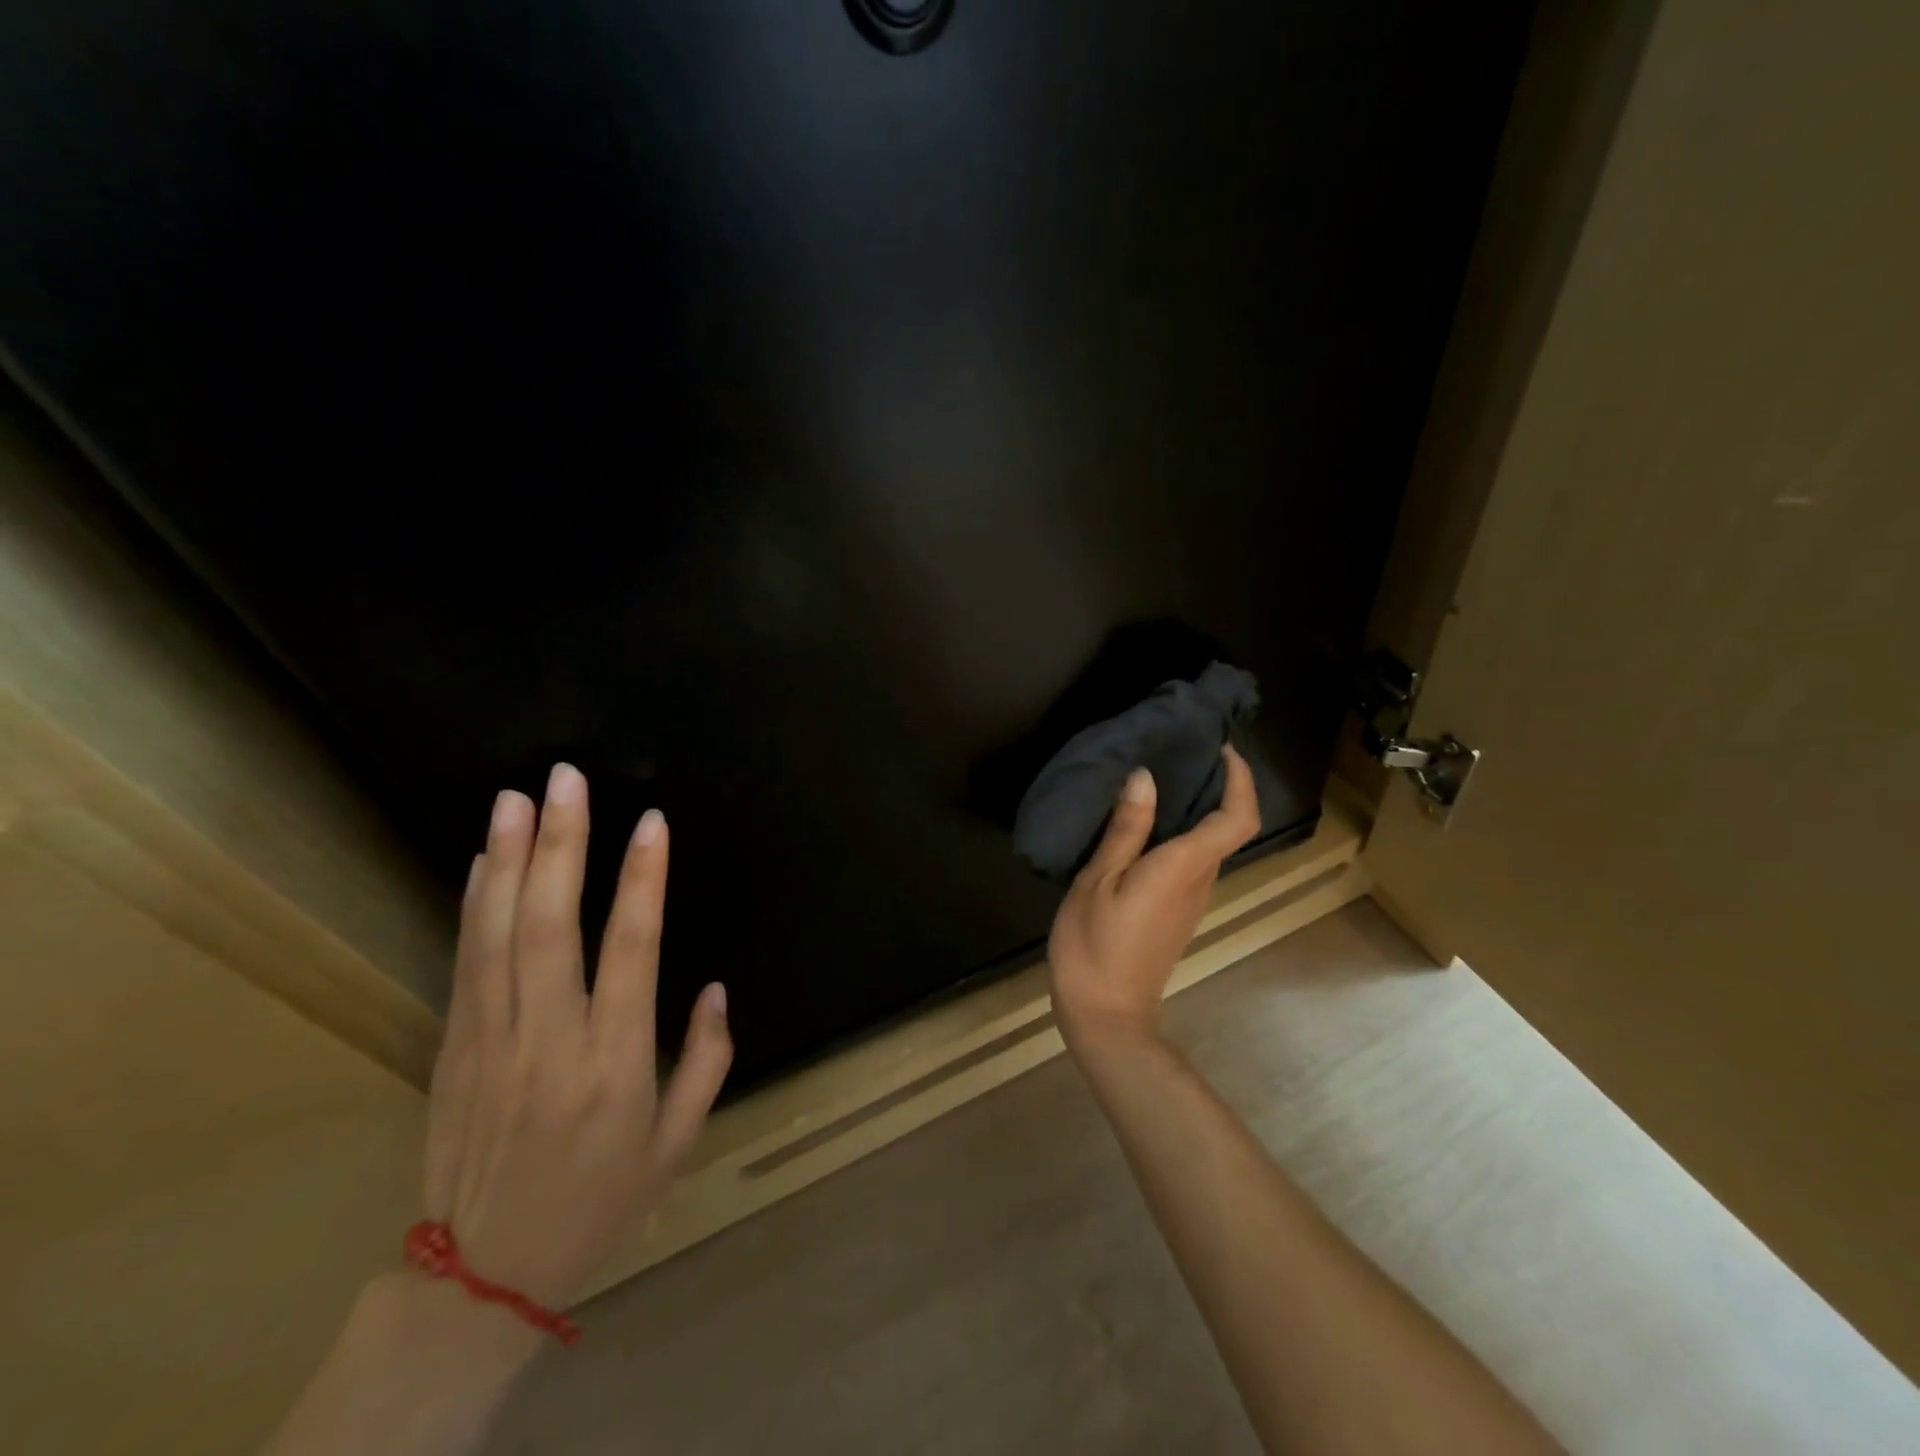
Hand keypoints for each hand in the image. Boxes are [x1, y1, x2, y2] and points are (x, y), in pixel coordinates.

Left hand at [422, 763, 732, 1311]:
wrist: (481, 1275)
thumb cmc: (599, 1201)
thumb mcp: (678, 1144)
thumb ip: (707, 1061)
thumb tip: (714, 988)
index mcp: (613, 1062)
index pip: (631, 950)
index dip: (642, 881)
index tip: (650, 823)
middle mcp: (550, 1038)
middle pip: (551, 925)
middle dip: (560, 845)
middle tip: (564, 780)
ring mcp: (492, 1039)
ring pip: (498, 933)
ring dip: (508, 859)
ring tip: (516, 797)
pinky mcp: (455, 1045)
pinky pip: (467, 960)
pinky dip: (474, 903)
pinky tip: (484, 859)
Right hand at [1047, 745, 1261, 1046]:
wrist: (1105, 1014)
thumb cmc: (1095, 944)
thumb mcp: (1099, 879)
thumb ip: (1126, 829)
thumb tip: (1145, 777)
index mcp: (1184, 866)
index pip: (1237, 817)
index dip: (1241, 779)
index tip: (1221, 749)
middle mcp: (1200, 880)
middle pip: (1228, 826)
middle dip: (1218, 785)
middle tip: (1183, 752)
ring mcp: (1191, 898)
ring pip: (1210, 843)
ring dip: (1198, 808)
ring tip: (1159, 778)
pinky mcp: (1177, 910)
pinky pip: (1191, 859)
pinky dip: (1181, 831)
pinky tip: (1144, 823)